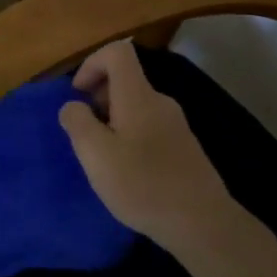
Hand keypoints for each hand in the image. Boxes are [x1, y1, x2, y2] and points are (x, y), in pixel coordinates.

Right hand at [58, 42, 233, 251]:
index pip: (118, 52)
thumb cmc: (143, 185)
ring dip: (113, 120)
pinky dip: (130, 137)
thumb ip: (77, 122)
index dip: (92, 63)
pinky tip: (128, 173)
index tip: (78, 94)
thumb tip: (73, 105)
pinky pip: (149, 127)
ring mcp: (176, 125)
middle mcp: (160, 102)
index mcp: (138, 96)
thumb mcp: (95, 154)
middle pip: (126, 80)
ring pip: (136, 106)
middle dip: (98, 97)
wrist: (203, 224)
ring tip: (104, 157)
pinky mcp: (184, 148)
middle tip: (85, 132)